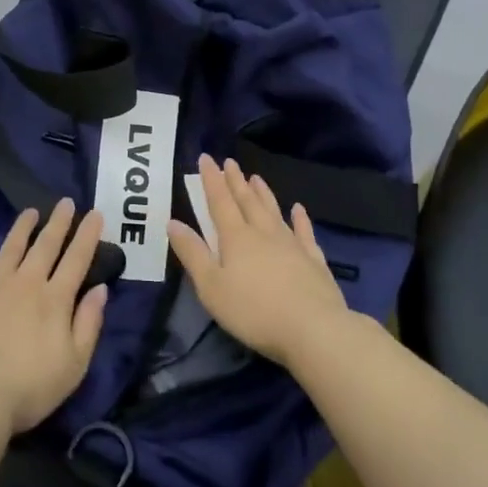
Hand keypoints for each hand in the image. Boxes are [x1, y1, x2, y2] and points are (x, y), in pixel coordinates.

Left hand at [0, 200, 109, 435]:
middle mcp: (26, 283)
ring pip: (11, 247)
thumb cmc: (29, 387)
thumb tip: (101, 289)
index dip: (87, 235)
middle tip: (66, 202)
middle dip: (59, 222)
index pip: (77, 260)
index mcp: (55, 300)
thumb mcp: (74, 364)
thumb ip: (89, 324)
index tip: (95, 213)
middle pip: (46, 246)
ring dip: (23, 228)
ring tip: (30, 211)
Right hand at [168, 154, 349, 367]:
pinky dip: (300, 219)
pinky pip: (305, 232)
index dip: (212, 180)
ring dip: (263, 193)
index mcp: (236, 238)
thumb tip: (173, 222)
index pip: (220, 202)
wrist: (314, 328)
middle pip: (247, 201)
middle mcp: (264, 233)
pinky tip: (298, 209)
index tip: (206, 158)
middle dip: (236, 181)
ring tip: (256, 177)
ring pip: (274, 211)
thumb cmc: (253, 311)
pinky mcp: (314, 260)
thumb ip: (192, 254)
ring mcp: (292, 245)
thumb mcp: (211, 287)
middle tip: (230, 161)